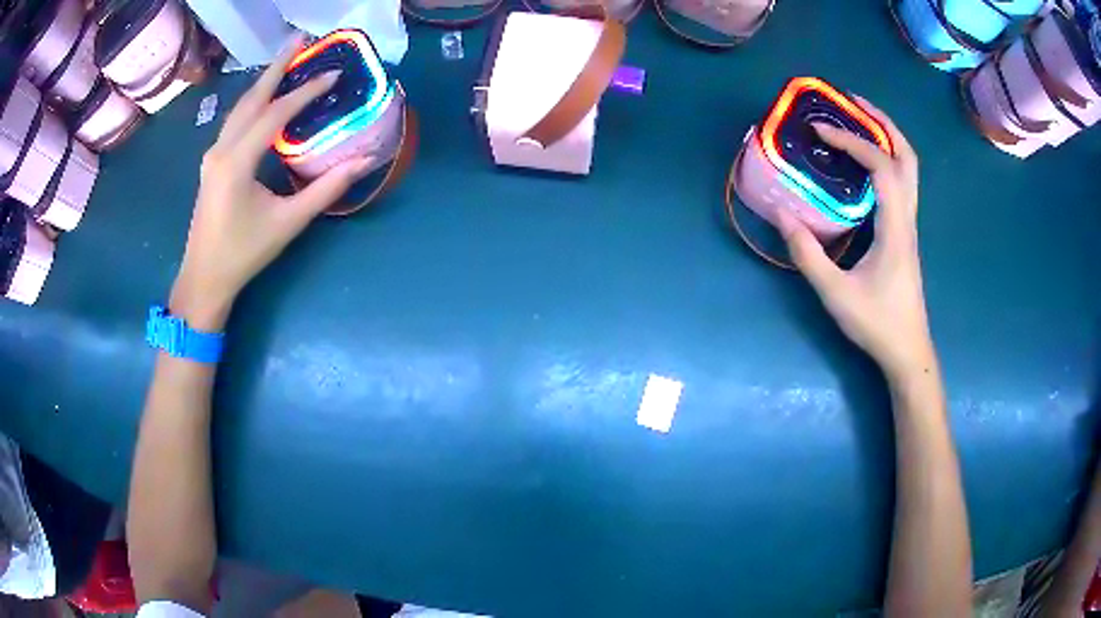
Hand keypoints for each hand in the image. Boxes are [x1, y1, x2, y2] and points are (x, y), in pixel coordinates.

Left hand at [171, 37, 372, 330]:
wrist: (203, 278)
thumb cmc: (244, 253)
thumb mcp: (288, 223)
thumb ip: (325, 189)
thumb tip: (363, 162)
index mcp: (237, 161)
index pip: (276, 114)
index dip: (306, 92)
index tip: (334, 73)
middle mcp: (221, 149)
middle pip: (252, 97)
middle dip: (277, 66)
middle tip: (301, 40)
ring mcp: (213, 154)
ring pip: (240, 107)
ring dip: (264, 81)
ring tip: (287, 60)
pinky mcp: (212, 163)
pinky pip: (235, 121)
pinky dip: (254, 103)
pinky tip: (267, 99)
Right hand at [776, 96, 934, 380]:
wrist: (907, 351)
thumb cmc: (877, 324)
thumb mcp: (836, 294)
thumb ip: (807, 254)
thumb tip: (781, 213)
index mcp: (896, 227)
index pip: (881, 167)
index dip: (852, 142)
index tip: (820, 132)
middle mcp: (908, 217)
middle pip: (907, 156)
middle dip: (882, 122)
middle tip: (852, 103)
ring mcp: (909, 224)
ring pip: (908, 168)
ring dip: (886, 137)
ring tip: (858, 120)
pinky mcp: (905, 232)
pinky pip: (900, 183)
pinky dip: (884, 160)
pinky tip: (863, 164)